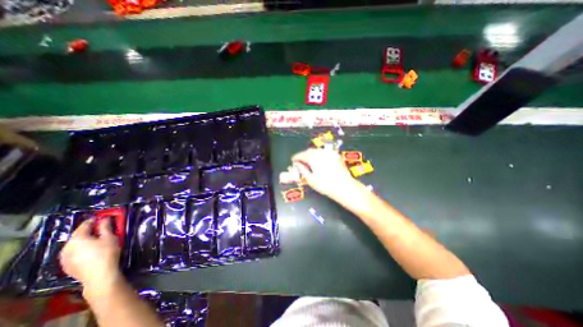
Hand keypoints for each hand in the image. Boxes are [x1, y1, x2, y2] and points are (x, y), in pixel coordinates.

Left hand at [61, 219, 121, 298]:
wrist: (99, 274)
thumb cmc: (106, 252)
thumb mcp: (110, 237)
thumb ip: (106, 227)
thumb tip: (104, 219)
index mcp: (77, 239)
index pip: (84, 225)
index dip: (94, 220)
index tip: (102, 217)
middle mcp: (66, 247)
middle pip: (78, 236)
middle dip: (89, 231)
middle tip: (102, 229)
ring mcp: (64, 258)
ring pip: (75, 245)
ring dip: (85, 241)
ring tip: (97, 240)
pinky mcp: (67, 266)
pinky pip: (74, 253)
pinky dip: (82, 249)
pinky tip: (92, 251)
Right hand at [290, 149, 355, 199]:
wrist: (344, 186)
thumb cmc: (324, 185)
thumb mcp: (310, 179)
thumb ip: (302, 169)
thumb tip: (297, 164)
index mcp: (313, 157)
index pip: (301, 155)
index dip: (296, 158)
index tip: (293, 161)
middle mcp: (321, 152)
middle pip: (309, 151)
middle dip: (304, 156)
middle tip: (300, 162)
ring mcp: (329, 153)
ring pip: (317, 151)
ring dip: (311, 155)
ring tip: (309, 162)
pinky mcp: (336, 155)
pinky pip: (324, 153)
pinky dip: (319, 156)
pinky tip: (319, 162)